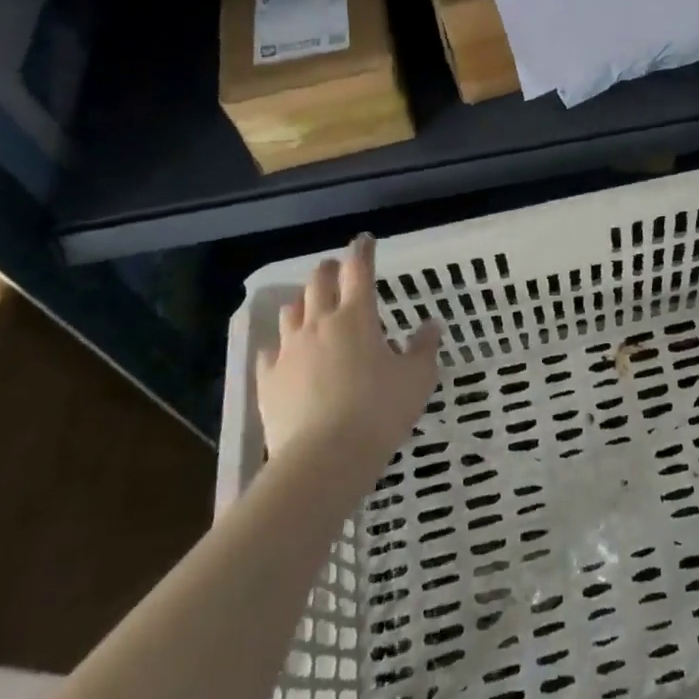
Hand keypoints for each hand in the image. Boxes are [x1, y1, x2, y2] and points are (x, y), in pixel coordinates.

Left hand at [255, 235, 440, 462]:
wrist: (324, 458)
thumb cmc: (379, 411)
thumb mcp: (417, 378)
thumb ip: (424, 348)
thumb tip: (430, 325)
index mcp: (357, 317)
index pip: (359, 270)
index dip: (362, 251)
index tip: (363, 240)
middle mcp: (319, 324)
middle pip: (318, 283)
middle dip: (327, 270)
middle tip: (334, 267)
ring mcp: (289, 351)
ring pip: (290, 312)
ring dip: (302, 302)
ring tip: (308, 305)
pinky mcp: (268, 381)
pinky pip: (269, 352)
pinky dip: (278, 346)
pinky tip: (281, 352)